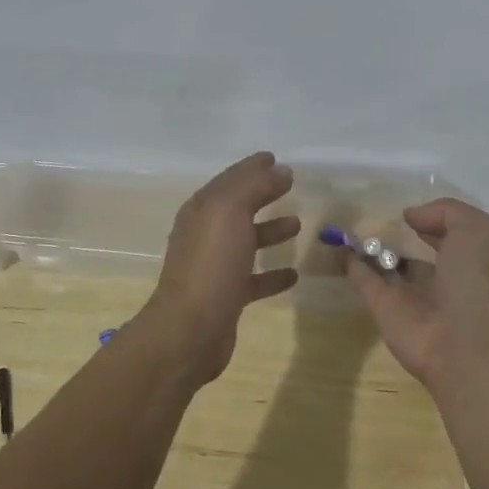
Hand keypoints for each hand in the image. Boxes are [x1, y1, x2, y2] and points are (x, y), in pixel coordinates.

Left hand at [138, 152, 299, 383]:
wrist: (191, 330)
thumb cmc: (211, 265)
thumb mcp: (231, 213)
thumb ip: (255, 186)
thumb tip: (280, 169)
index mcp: (202, 210)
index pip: (230, 179)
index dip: (252, 167)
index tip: (275, 158)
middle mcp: (205, 234)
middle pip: (238, 207)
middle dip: (262, 194)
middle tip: (290, 186)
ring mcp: (214, 266)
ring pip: (246, 241)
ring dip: (270, 231)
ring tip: (297, 224)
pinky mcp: (226, 296)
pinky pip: (253, 278)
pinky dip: (272, 273)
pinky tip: (294, 274)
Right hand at [346, 198, 488, 385]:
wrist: (463, 343)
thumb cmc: (475, 280)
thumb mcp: (476, 230)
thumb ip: (445, 212)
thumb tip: (411, 217)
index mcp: (468, 260)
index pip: (448, 234)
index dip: (431, 219)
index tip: (409, 208)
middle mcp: (440, 277)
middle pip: (414, 251)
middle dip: (398, 233)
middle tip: (375, 212)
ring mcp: (410, 294)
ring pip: (386, 265)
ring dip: (369, 248)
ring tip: (348, 223)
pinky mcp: (383, 308)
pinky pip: (364, 280)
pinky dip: (350, 264)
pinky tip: (337, 245)